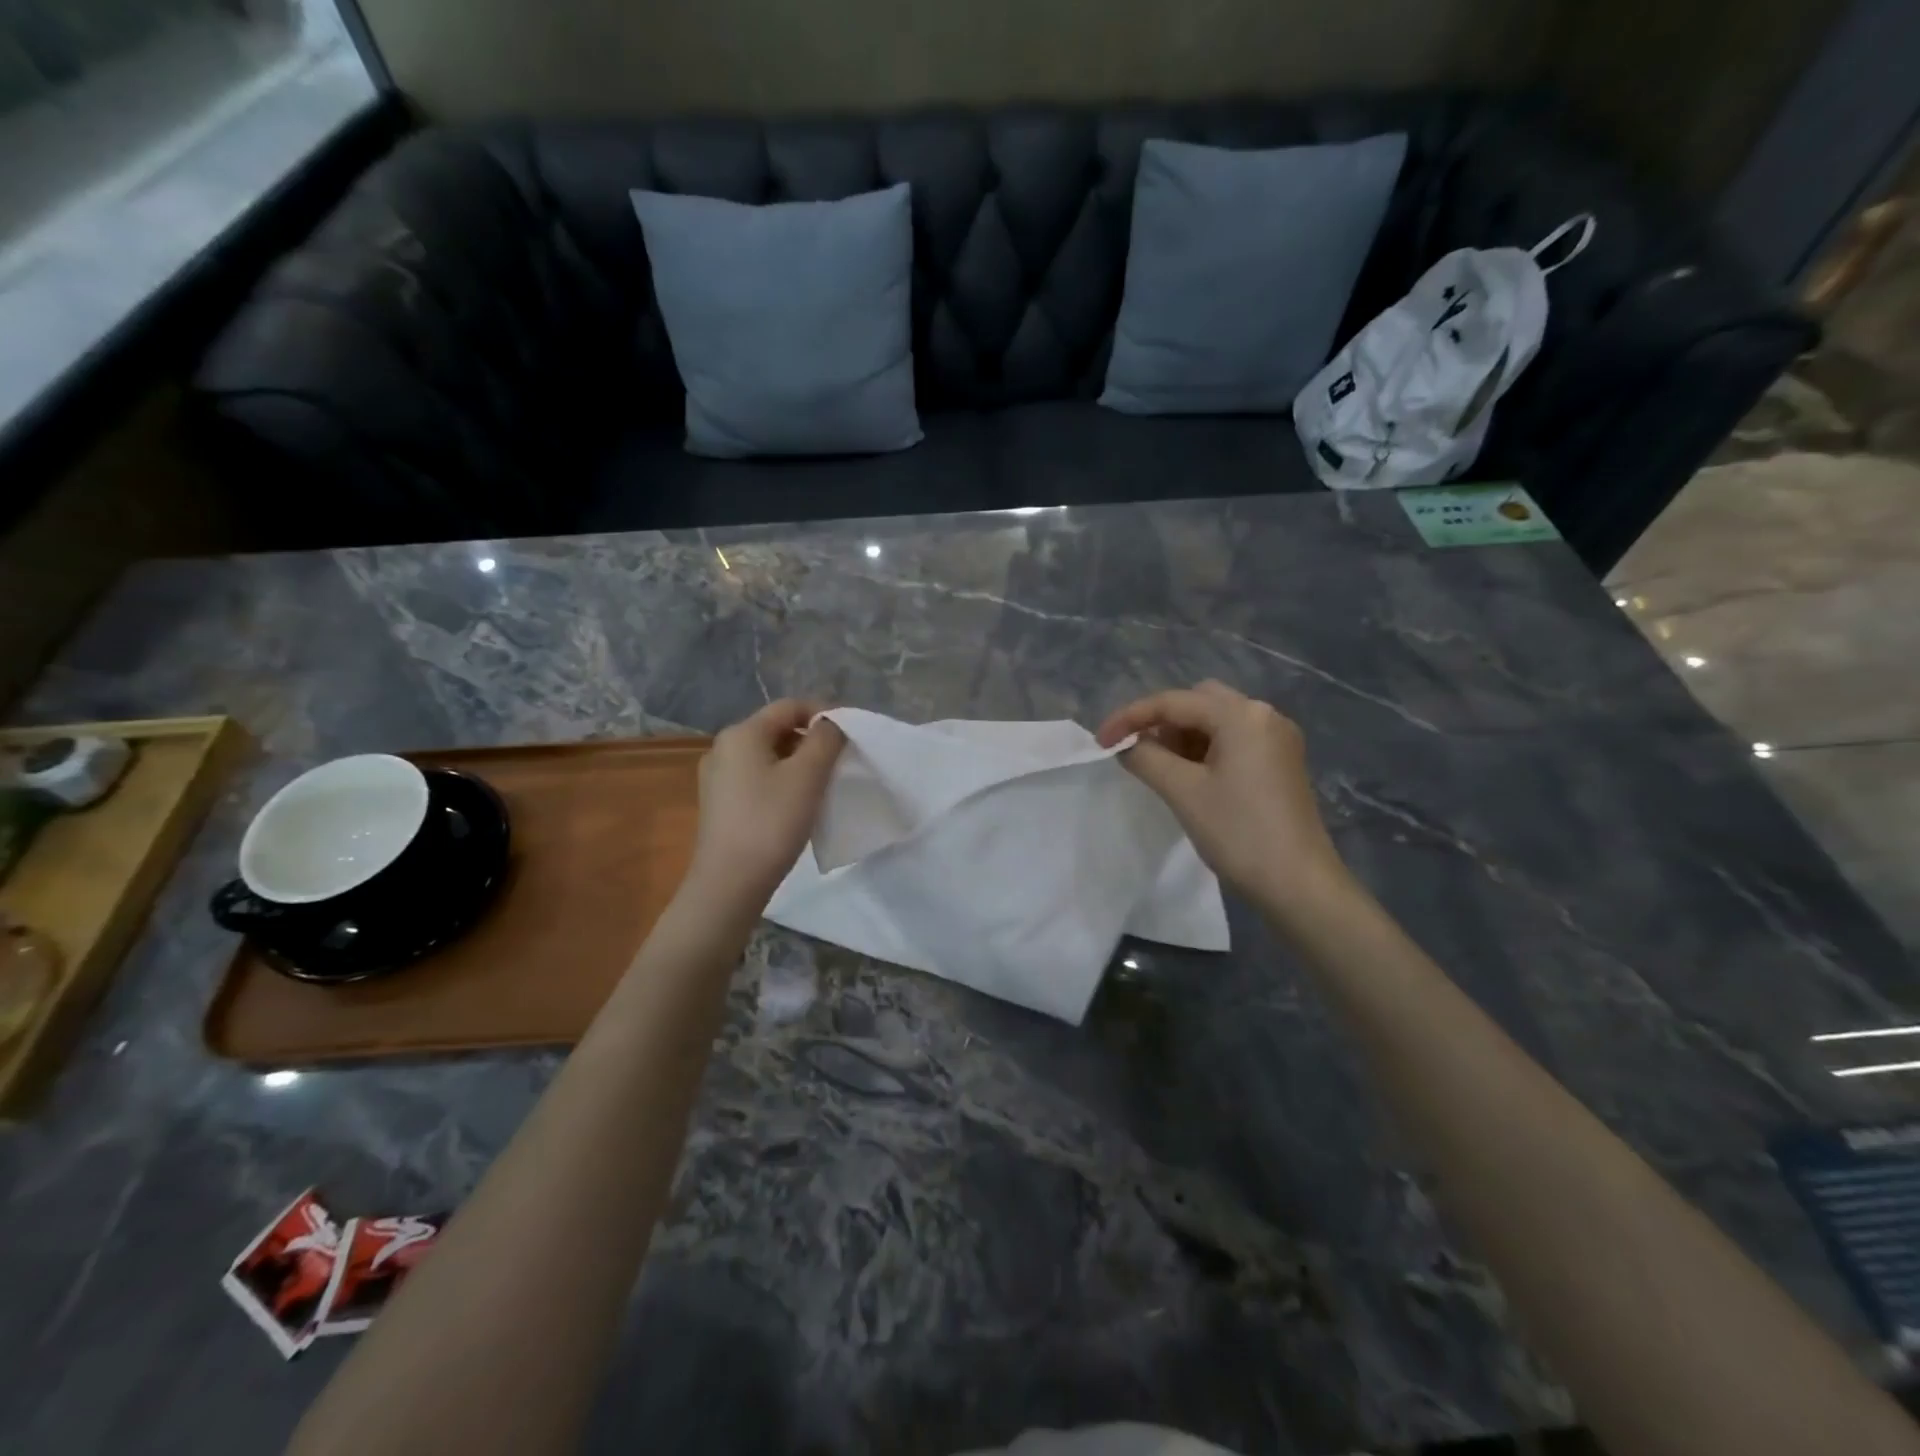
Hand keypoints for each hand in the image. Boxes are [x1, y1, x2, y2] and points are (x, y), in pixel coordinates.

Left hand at [686, 700, 845, 907]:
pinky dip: (781, 781)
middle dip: (811, 740)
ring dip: (798, 763)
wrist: (730, 882)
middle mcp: (723, 747)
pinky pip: (756, 778)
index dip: (823, 713)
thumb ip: (826, 739)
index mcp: (742, 733)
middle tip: (840, 762)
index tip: (850, 735)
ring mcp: (717, 777)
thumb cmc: (771, 822)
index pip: (789, 707)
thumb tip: (830, 724)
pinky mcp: (719, 804)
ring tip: (822, 785)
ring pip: (767, 756)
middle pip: (777, 729)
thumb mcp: (808, 776)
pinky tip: (796, 805)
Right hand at [1098, 681, 1350, 917]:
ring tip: (1158, 767)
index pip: (1173, 702)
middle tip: (1136, 751)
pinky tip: (1189, 775)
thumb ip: (1145, 758)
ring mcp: (1277, 739)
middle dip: (1161, 722)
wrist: (1299, 884)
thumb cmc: (1238, 833)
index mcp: (1242, 715)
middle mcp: (1264, 715)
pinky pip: (1233, 740)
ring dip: (1182, 736)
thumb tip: (1125, 746)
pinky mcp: (1281, 762)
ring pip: (1216, 721)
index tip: (1099, 742)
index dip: (1130, 717)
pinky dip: (1205, 749)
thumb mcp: (1182, 792)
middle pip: (1198, 702)